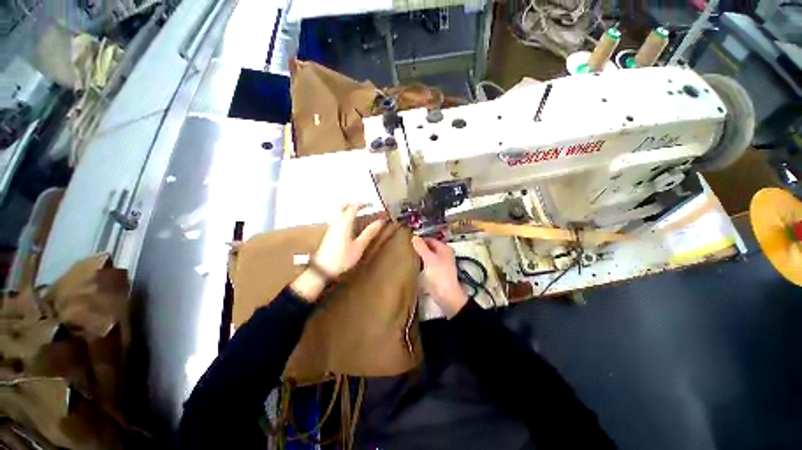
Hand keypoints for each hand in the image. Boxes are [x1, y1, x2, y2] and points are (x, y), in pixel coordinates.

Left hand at [291, 204, 383, 301]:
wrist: (323, 268)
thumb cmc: (343, 257)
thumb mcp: (359, 246)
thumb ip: (369, 232)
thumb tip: (380, 222)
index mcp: (344, 222)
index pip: (353, 207)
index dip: (363, 204)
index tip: (373, 205)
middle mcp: (337, 222)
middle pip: (344, 206)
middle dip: (354, 204)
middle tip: (365, 207)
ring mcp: (332, 227)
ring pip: (340, 213)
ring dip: (350, 211)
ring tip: (361, 215)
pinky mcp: (330, 233)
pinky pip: (339, 219)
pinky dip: (346, 217)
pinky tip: (352, 226)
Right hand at [411, 236, 467, 317]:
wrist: (446, 296)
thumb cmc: (439, 275)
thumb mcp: (429, 259)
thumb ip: (421, 247)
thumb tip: (414, 236)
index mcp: (444, 248)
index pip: (430, 239)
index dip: (419, 240)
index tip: (407, 241)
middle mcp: (443, 254)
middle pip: (429, 248)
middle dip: (418, 248)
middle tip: (405, 248)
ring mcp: (440, 264)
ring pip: (427, 256)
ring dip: (419, 256)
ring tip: (407, 255)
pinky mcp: (436, 273)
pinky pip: (427, 264)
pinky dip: (421, 263)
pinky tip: (412, 265)